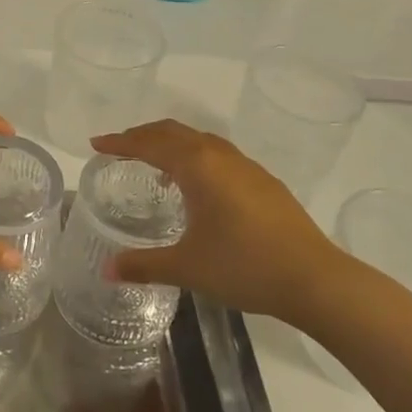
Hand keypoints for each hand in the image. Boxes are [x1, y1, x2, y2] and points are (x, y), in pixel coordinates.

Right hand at [90, 119, 346, 325]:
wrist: (315, 278)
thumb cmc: (244, 266)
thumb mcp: (187, 267)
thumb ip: (145, 265)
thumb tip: (108, 270)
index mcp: (197, 166)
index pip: (149, 143)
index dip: (120, 142)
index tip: (96, 144)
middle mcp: (220, 156)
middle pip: (174, 132)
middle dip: (143, 136)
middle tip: (120, 148)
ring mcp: (246, 166)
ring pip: (199, 141)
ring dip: (172, 145)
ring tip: (156, 166)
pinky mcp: (264, 181)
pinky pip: (218, 155)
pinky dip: (196, 158)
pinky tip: (198, 189)